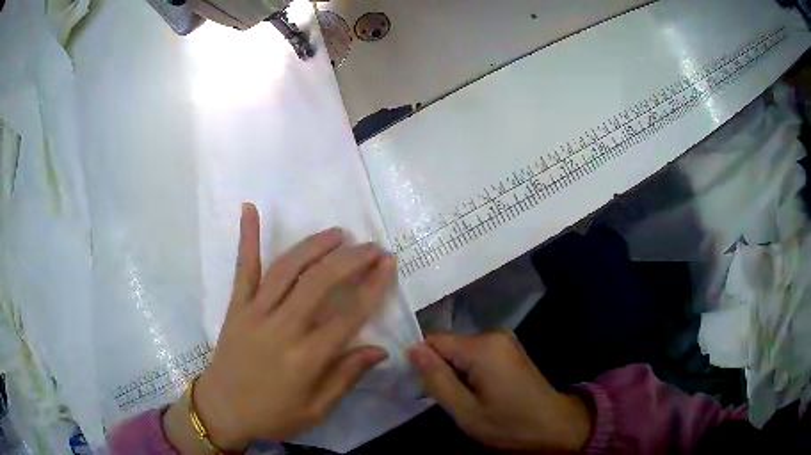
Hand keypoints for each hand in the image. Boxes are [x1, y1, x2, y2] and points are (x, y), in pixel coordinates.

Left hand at [165, 203, 395, 451]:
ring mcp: (255, 313)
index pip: (348, 316)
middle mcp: (282, 329)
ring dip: (314, 246)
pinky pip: (243, 269)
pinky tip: (249, 208)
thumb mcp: (316, 410)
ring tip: (337, 233)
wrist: (222, 409)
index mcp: (305, 358)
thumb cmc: (273, 414)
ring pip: (287, 269)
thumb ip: (346, 377)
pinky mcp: (236, 306)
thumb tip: (380, 350)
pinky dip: (246, 237)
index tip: (389, 263)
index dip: (372, 287)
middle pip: (320, 284)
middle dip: (351, 260)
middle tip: (372, 246)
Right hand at [407, 331, 592, 452]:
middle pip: (448, 345)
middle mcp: (493, 335)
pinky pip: (477, 355)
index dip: (421, 362)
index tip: (419, 387)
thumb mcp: (466, 410)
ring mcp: (505, 341)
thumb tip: (411, 349)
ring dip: (455, 373)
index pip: (433, 341)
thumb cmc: (509, 424)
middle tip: (444, 400)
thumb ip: (436, 379)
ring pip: (461, 352)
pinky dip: (470, 372)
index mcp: (481, 347)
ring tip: (462, 400)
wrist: (555, 426)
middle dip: (440, 370)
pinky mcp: (510, 350)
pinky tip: (478, 393)